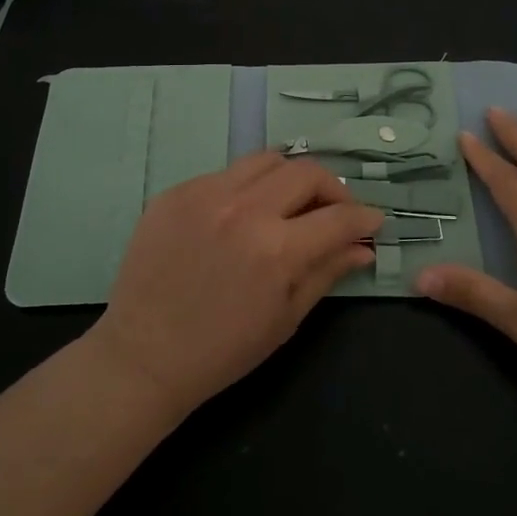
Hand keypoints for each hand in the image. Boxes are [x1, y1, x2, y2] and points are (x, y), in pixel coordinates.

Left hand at [90, 152, 383, 416]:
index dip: (364, 218)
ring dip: (290, 178)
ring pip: (266, 160)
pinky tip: (241, 215)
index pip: (338, 217)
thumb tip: (363, 247)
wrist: (143, 355)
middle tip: (334, 211)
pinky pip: (225, 174)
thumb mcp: (286, 318)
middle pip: (306, 171)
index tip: (373, 221)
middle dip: (333, 189)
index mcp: (276, 249)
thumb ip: (327, 272)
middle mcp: (243, 209)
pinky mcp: (176, 192)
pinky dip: (246, 188)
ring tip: (290, 204)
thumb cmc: (223, 349)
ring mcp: (204, 194)